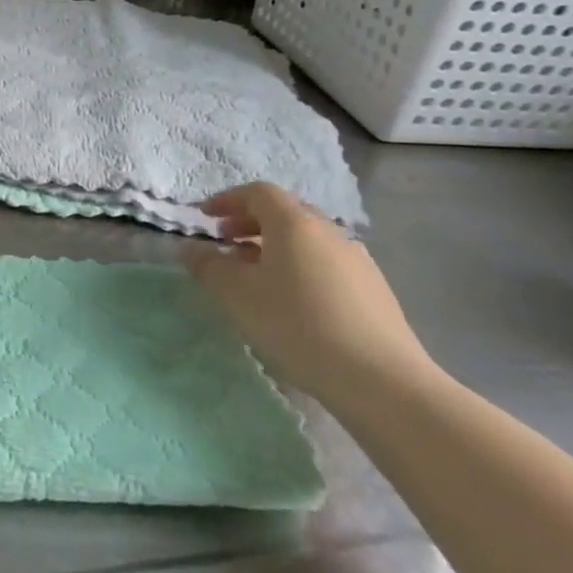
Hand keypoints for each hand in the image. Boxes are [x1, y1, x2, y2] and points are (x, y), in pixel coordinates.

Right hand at [183, 182, 436, 411]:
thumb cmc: (297, 325)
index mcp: (294, 223)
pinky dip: (300, 266)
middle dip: (250, 222)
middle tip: (226, 243)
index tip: (205, 218)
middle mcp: (328, 230)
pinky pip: (326, 262)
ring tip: (256, 276)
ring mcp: (356, 259)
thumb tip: (191, 249)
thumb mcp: (238, 296)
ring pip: (307, 239)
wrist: (381, 379)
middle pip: (285, 212)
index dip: (227, 200)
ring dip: (275, 246)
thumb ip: (209, 267)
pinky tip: (294, 302)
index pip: (258, 192)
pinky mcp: (373, 288)